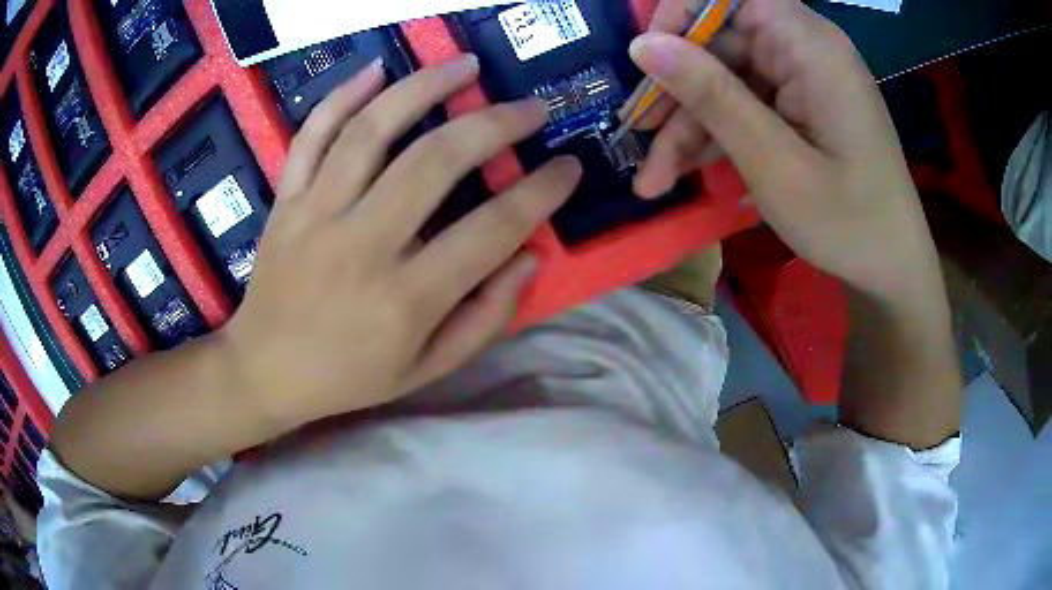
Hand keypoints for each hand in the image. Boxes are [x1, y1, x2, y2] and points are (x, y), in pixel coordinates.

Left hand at [220, 57, 581, 428]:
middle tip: (531, 108)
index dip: (539, 193)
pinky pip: (312, 136)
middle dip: (494, 124)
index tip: (568, 167)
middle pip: (434, 162)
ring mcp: (317, 214)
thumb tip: (529, 256)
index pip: (491, 230)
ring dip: (425, 87)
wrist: (265, 370)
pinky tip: (377, 69)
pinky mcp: (287, 200)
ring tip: (465, 65)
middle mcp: (362, 245)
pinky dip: (342, 96)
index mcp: (406, 299)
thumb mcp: (428, 368)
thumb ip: (485, 318)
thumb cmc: (349, 375)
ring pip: (372, 130)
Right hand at [630, 0, 937, 293]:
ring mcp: (803, 80)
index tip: (649, 55)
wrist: (892, 269)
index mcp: (810, 46)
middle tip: (638, 137)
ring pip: (727, 80)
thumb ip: (711, 95)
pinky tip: (686, 172)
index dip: (682, 11)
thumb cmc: (848, 222)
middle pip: (722, 41)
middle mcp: (806, 50)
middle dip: (676, 88)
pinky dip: (716, 136)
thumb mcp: (773, 162)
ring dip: (688, 124)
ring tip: (654, 179)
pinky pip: (746, 105)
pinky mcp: (800, 108)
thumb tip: (643, 44)